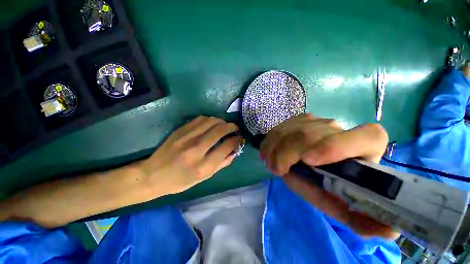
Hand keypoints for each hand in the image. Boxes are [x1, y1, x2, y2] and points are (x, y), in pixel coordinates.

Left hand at [141, 116, 241, 194]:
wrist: (153, 175)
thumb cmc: (180, 181)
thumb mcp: (204, 178)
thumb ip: (221, 164)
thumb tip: (234, 151)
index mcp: (203, 166)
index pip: (226, 146)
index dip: (236, 140)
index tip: (239, 138)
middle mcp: (196, 149)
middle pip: (220, 130)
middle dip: (232, 126)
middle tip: (235, 128)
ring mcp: (186, 138)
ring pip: (211, 121)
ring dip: (221, 121)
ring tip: (224, 125)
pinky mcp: (180, 131)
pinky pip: (200, 119)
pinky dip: (209, 120)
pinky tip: (211, 124)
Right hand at [260, 114, 398, 239]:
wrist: (314, 161)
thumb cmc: (329, 183)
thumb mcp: (340, 202)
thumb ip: (360, 218)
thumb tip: (388, 232)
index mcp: (366, 148)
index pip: (368, 136)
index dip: (336, 146)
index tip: (308, 161)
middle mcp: (341, 128)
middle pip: (310, 134)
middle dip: (287, 153)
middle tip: (276, 170)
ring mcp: (317, 120)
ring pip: (291, 130)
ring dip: (275, 148)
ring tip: (271, 163)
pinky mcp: (299, 119)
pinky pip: (281, 127)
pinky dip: (271, 141)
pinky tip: (268, 152)